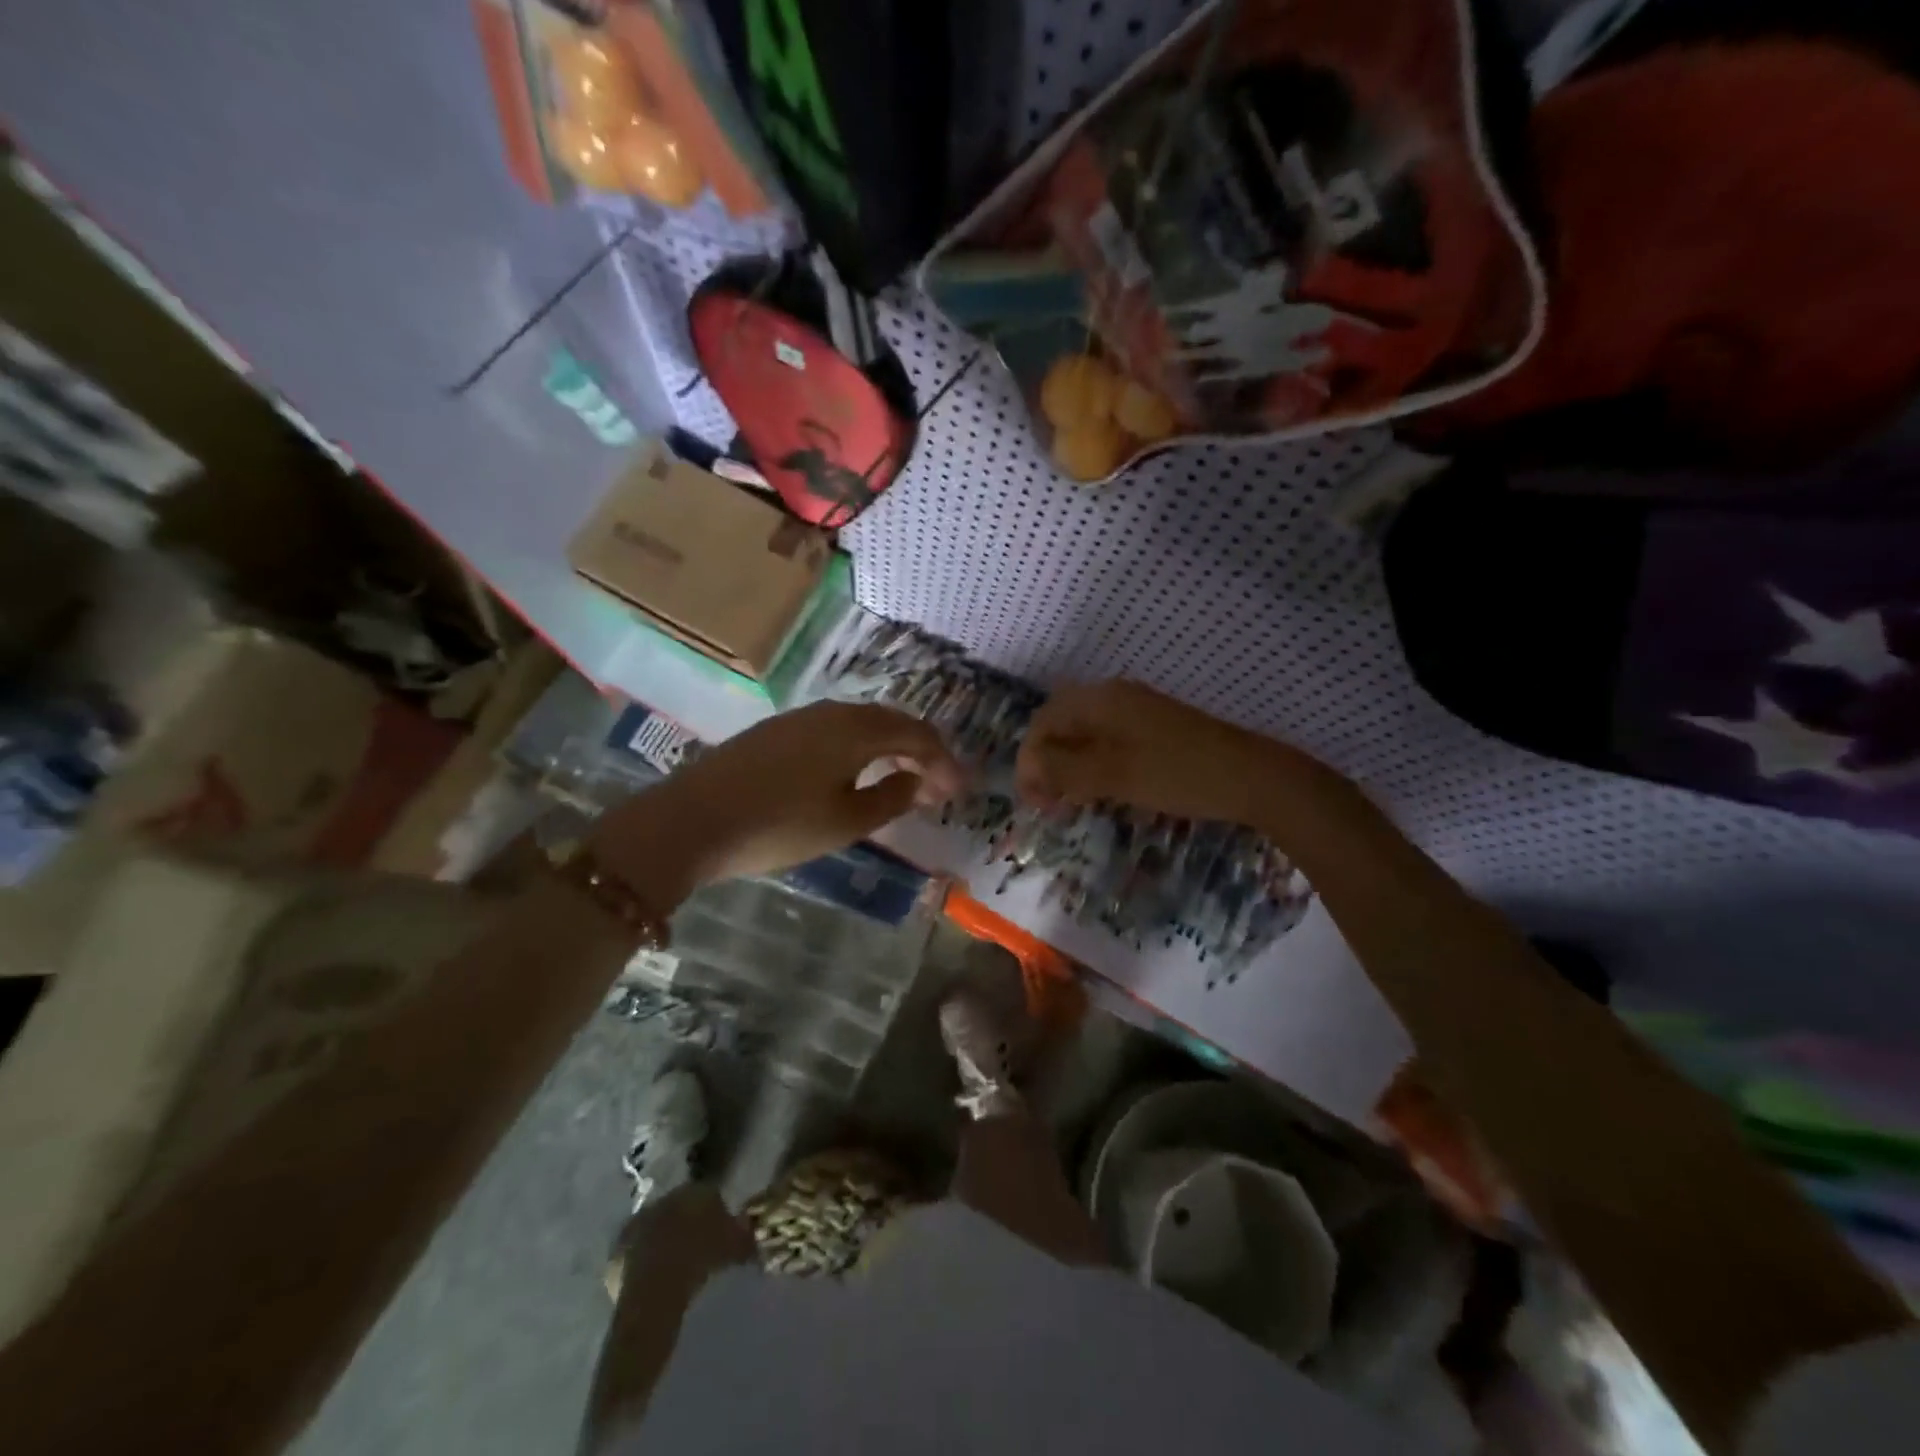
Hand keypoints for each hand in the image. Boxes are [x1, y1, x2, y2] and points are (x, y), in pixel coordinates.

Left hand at [591, 701, 963, 895]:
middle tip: (937, 787)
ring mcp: (800, 718)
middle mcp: (832, 712)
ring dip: (890, 748)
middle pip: (891, 722)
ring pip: (861, 724)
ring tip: (903, 779)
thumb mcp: (846, 821)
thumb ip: (891, 798)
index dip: (945, 761)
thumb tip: (920, 781)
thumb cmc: (779, 825)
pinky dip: (860, 748)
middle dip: (921, 752)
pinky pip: (835, 731)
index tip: (960, 790)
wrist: (692, 820)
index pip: (917, 734)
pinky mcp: (776, 732)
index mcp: (856, 729)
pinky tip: (855, 773)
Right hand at [1015, 680, 1284, 823]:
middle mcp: (1113, 696)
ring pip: (1083, 734)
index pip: (1044, 723)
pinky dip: (1092, 764)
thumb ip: (1063, 768)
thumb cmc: (1176, 774)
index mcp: (1100, 699)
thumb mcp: (1112, 774)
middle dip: (1046, 763)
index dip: (1029, 761)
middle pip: (1061, 725)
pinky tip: (1099, 789)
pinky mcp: (1153, 727)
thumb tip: (1028, 767)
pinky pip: (1106, 740)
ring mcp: (1136, 710)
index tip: (1034, 802)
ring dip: (1068, 766)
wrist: (1251, 777)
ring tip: (1070, 801)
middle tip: (1049, 803)